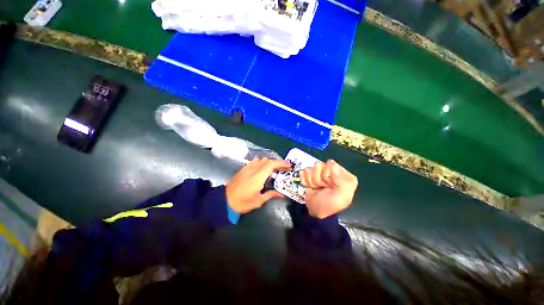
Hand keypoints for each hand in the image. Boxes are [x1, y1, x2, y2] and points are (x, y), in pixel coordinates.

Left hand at [226, 158, 291, 213]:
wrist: (225, 200)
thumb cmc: (243, 202)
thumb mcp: (258, 201)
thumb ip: (271, 194)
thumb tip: (281, 194)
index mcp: (258, 177)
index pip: (272, 165)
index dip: (281, 163)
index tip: (289, 165)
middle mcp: (254, 169)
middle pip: (268, 161)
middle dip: (278, 163)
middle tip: (285, 168)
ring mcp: (248, 168)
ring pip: (262, 160)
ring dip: (270, 162)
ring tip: (275, 169)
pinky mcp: (244, 168)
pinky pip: (255, 161)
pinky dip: (262, 162)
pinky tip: (263, 167)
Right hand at [299, 160, 357, 218]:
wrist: (315, 211)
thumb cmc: (330, 205)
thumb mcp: (342, 197)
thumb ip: (343, 182)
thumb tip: (332, 164)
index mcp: (342, 174)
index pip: (330, 164)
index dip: (327, 175)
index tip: (329, 185)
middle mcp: (331, 170)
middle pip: (319, 165)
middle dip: (318, 179)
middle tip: (322, 188)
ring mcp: (319, 172)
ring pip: (310, 169)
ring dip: (311, 181)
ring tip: (316, 188)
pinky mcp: (309, 174)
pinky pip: (303, 172)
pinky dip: (305, 181)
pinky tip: (310, 186)